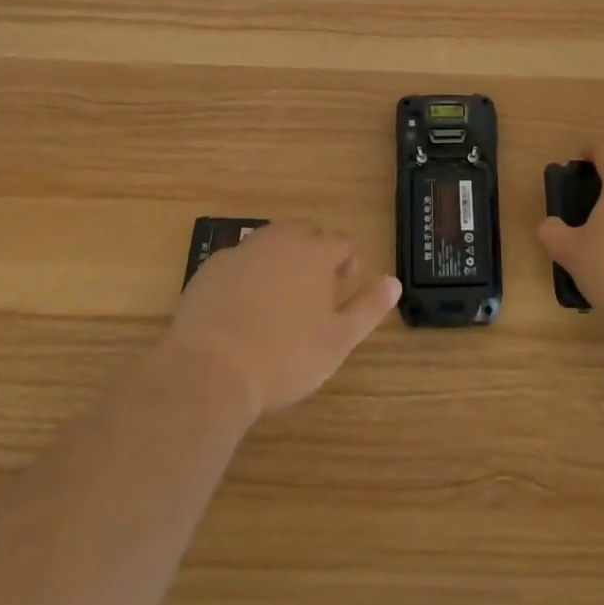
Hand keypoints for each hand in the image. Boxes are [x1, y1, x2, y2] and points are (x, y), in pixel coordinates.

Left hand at [161, 222, 399, 421]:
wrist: (209, 370)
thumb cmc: (284, 356)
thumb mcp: (337, 340)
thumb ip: (368, 307)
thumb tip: (394, 282)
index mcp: (316, 252)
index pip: (341, 241)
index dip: (347, 260)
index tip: (345, 284)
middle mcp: (281, 239)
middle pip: (305, 234)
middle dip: (314, 255)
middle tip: (314, 291)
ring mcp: (243, 250)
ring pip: (270, 244)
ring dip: (280, 262)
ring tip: (279, 298)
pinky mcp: (211, 268)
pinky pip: (239, 263)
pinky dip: (246, 276)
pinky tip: (242, 309)